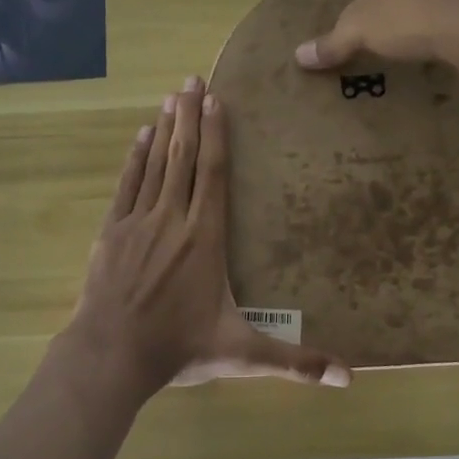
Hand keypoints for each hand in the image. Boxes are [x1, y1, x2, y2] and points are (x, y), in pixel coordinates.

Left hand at [68, 77, 351, 396]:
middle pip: (183, 158)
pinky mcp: (111, 233)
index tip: (216, 101)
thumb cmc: (178, 350)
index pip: (212, 176)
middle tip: (192, 79)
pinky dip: (135, 158)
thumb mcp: (241, 355)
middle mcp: (172, 220)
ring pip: (155, 165)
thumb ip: (294, 362)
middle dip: (189, 116)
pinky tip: (140, 136)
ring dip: (164, 128)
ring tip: (171, 96)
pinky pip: (126, 185)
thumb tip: (348, 380)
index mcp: (205, 240)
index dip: (214, 135)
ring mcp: (137, 223)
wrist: (110, 356)